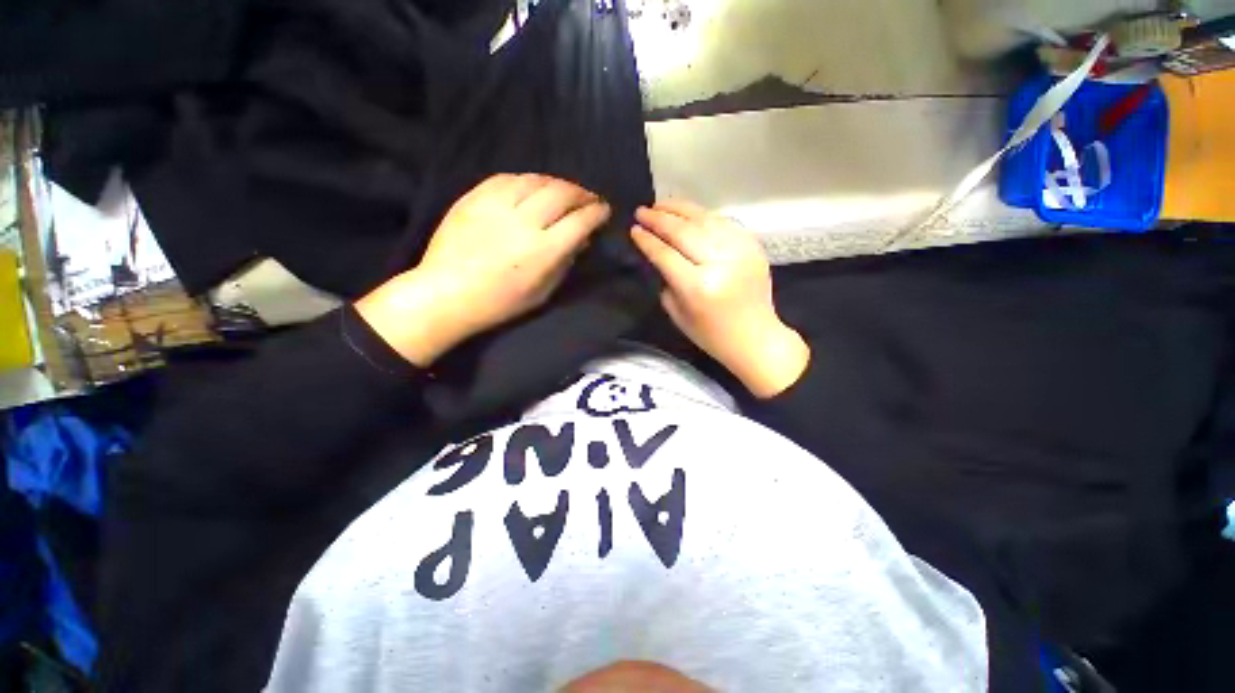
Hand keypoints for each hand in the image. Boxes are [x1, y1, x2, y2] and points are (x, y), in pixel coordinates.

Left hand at [357, 174, 610, 365]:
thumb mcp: (542, 292)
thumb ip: (564, 263)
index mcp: (543, 251)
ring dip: (557, 183)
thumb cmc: (500, 303)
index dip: (597, 212)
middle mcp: (524, 222)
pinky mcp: (474, 197)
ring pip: (535, 180)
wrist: (447, 294)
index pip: (580, 221)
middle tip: (589, 198)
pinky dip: (526, 179)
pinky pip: (507, 178)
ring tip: (564, 190)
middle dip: (581, 193)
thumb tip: (581, 240)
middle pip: (561, 194)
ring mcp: (496, 206)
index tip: (604, 210)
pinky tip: (532, 186)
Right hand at [631, 200, 808, 398]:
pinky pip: (724, 222)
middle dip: (659, 218)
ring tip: (661, 205)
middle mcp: (719, 263)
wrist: (755, 338)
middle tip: (642, 211)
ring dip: (680, 209)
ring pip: (705, 219)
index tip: (634, 229)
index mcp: (697, 287)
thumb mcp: (678, 314)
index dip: (647, 240)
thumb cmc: (711, 335)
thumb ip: (666, 282)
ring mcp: (740, 252)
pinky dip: (704, 215)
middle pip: (684, 231)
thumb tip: (658, 254)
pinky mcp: (753, 247)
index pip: (665, 254)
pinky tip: (690, 214)